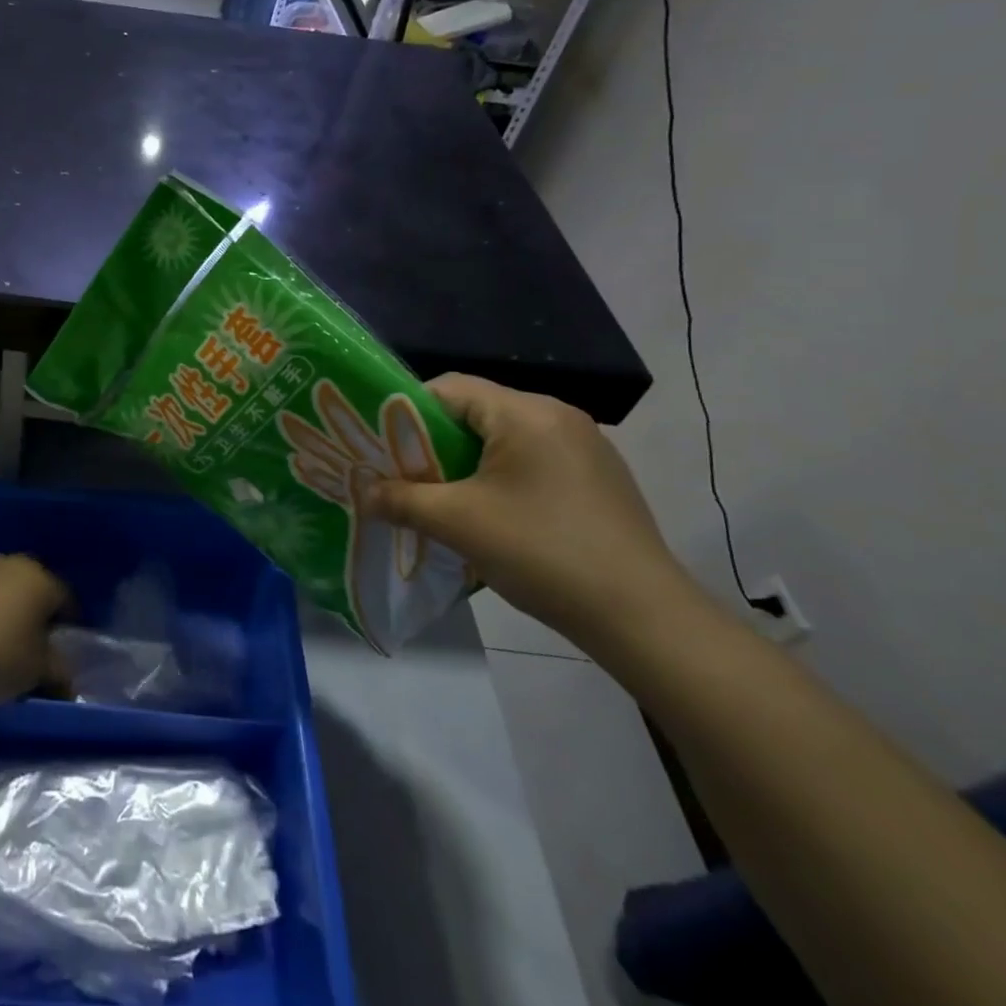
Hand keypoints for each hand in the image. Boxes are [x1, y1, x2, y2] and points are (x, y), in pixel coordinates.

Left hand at [0, 554, 71, 705]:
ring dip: (3, 609)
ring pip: (0, 588)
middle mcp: (10, 564)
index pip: (64, 599)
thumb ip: (58, 671)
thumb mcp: (38, 671)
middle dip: (33, 612)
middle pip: (31, 588)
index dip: (67, 625)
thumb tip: (65, 676)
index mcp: (40, 579)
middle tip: (30, 644)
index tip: (61, 649)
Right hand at [365, 374, 700, 652]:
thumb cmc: (542, 552)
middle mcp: (559, 416)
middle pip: (476, 413)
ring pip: (503, 440)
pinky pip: (533, 462)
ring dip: (466, 464)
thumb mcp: (457, 523)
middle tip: (403, 475)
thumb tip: (362, 492)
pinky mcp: (599, 479)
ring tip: (441, 499)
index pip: (449, 388)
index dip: (406, 411)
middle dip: (433, 442)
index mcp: (526, 412)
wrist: (643, 618)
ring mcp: (585, 448)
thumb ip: (401, 499)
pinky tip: (492, 517)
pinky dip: (500, 478)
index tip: (381, 445)